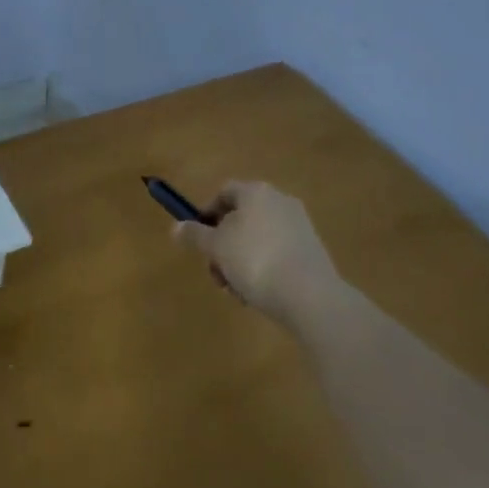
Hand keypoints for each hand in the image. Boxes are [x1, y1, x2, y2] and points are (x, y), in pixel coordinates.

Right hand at [172, 181, 344, 333]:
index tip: (199, 240)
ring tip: (237, 291)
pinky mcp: (312, 251)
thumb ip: (195, 235)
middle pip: (241, 217)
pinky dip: (266, 268)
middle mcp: (279, 200)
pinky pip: (279, 253)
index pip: (224, 192)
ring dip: (242, 260)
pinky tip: (260, 294)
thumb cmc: (255, 260)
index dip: (207, 214)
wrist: (311, 296)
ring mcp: (299, 225)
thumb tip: (176, 227)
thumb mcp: (216, 248)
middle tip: (217, 272)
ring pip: (259, 238)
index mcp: (255, 191)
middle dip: (224, 245)